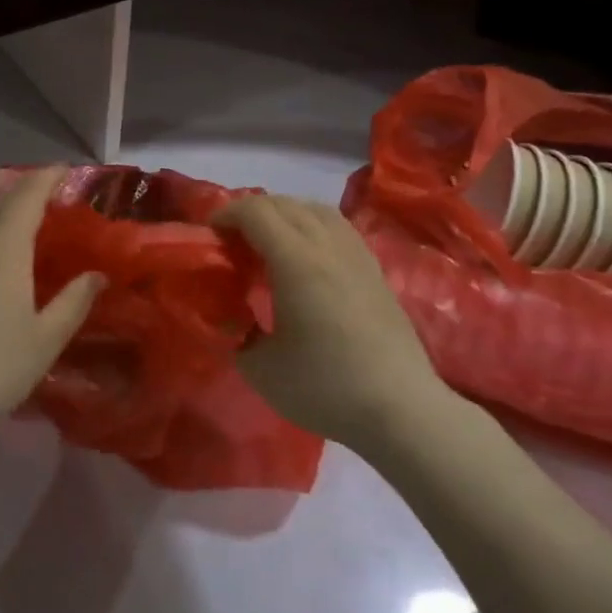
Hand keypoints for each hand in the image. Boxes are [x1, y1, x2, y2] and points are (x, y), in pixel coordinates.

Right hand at [217, 195, 450, 450]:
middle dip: (252, 212)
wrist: (400, 408)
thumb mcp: (261, 370)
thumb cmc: (326, 388)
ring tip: (270, 240)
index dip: (227, 214)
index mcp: (296, 261)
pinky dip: (313, 225)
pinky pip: (338, 227)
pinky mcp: (375, 269)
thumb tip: (229, 319)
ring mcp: (356, 254)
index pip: (256, 212)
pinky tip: (308, 255)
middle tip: (233, 240)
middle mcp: (327, 246)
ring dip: (286, 213)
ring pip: (316, 209)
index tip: (210, 234)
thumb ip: (236, 335)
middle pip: (285, 204)